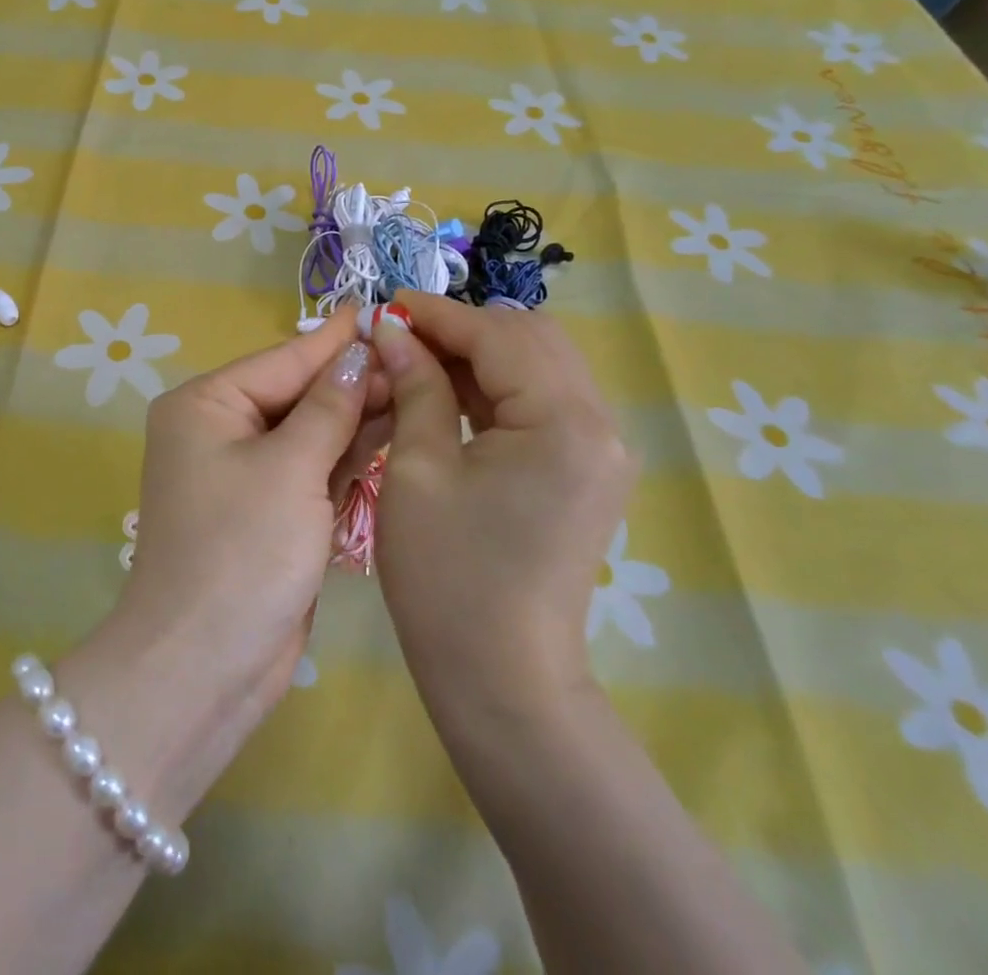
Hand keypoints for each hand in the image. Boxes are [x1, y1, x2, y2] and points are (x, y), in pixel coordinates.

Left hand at [114, 310, 381, 705]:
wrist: (205, 666)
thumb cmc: (241, 552)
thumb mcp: (289, 469)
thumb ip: (328, 408)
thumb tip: (359, 354)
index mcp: (206, 405)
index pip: (283, 360)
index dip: (337, 340)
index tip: (385, 311)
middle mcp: (220, 430)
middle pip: (297, 393)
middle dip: (353, 380)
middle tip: (418, 357)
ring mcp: (245, 473)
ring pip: (309, 431)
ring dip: (356, 416)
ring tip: (417, 386)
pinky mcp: (268, 511)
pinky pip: (311, 468)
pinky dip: (346, 455)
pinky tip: (392, 432)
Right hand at [370, 293, 637, 713]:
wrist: (503, 681)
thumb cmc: (447, 577)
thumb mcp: (417, 468)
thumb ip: (415, 386)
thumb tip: (394, 330)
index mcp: (563, 422)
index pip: (498, 335)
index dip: (438, 315)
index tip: (386, 306)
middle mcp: (600, 425)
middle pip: (532, 339)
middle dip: (463, 329)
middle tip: (402, 339)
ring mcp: (601, 449)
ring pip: (540, 366)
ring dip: (480, 355)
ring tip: (418, 362)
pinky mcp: (589, 470)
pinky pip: (544, 401)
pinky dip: (497, 388)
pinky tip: (450, 395)